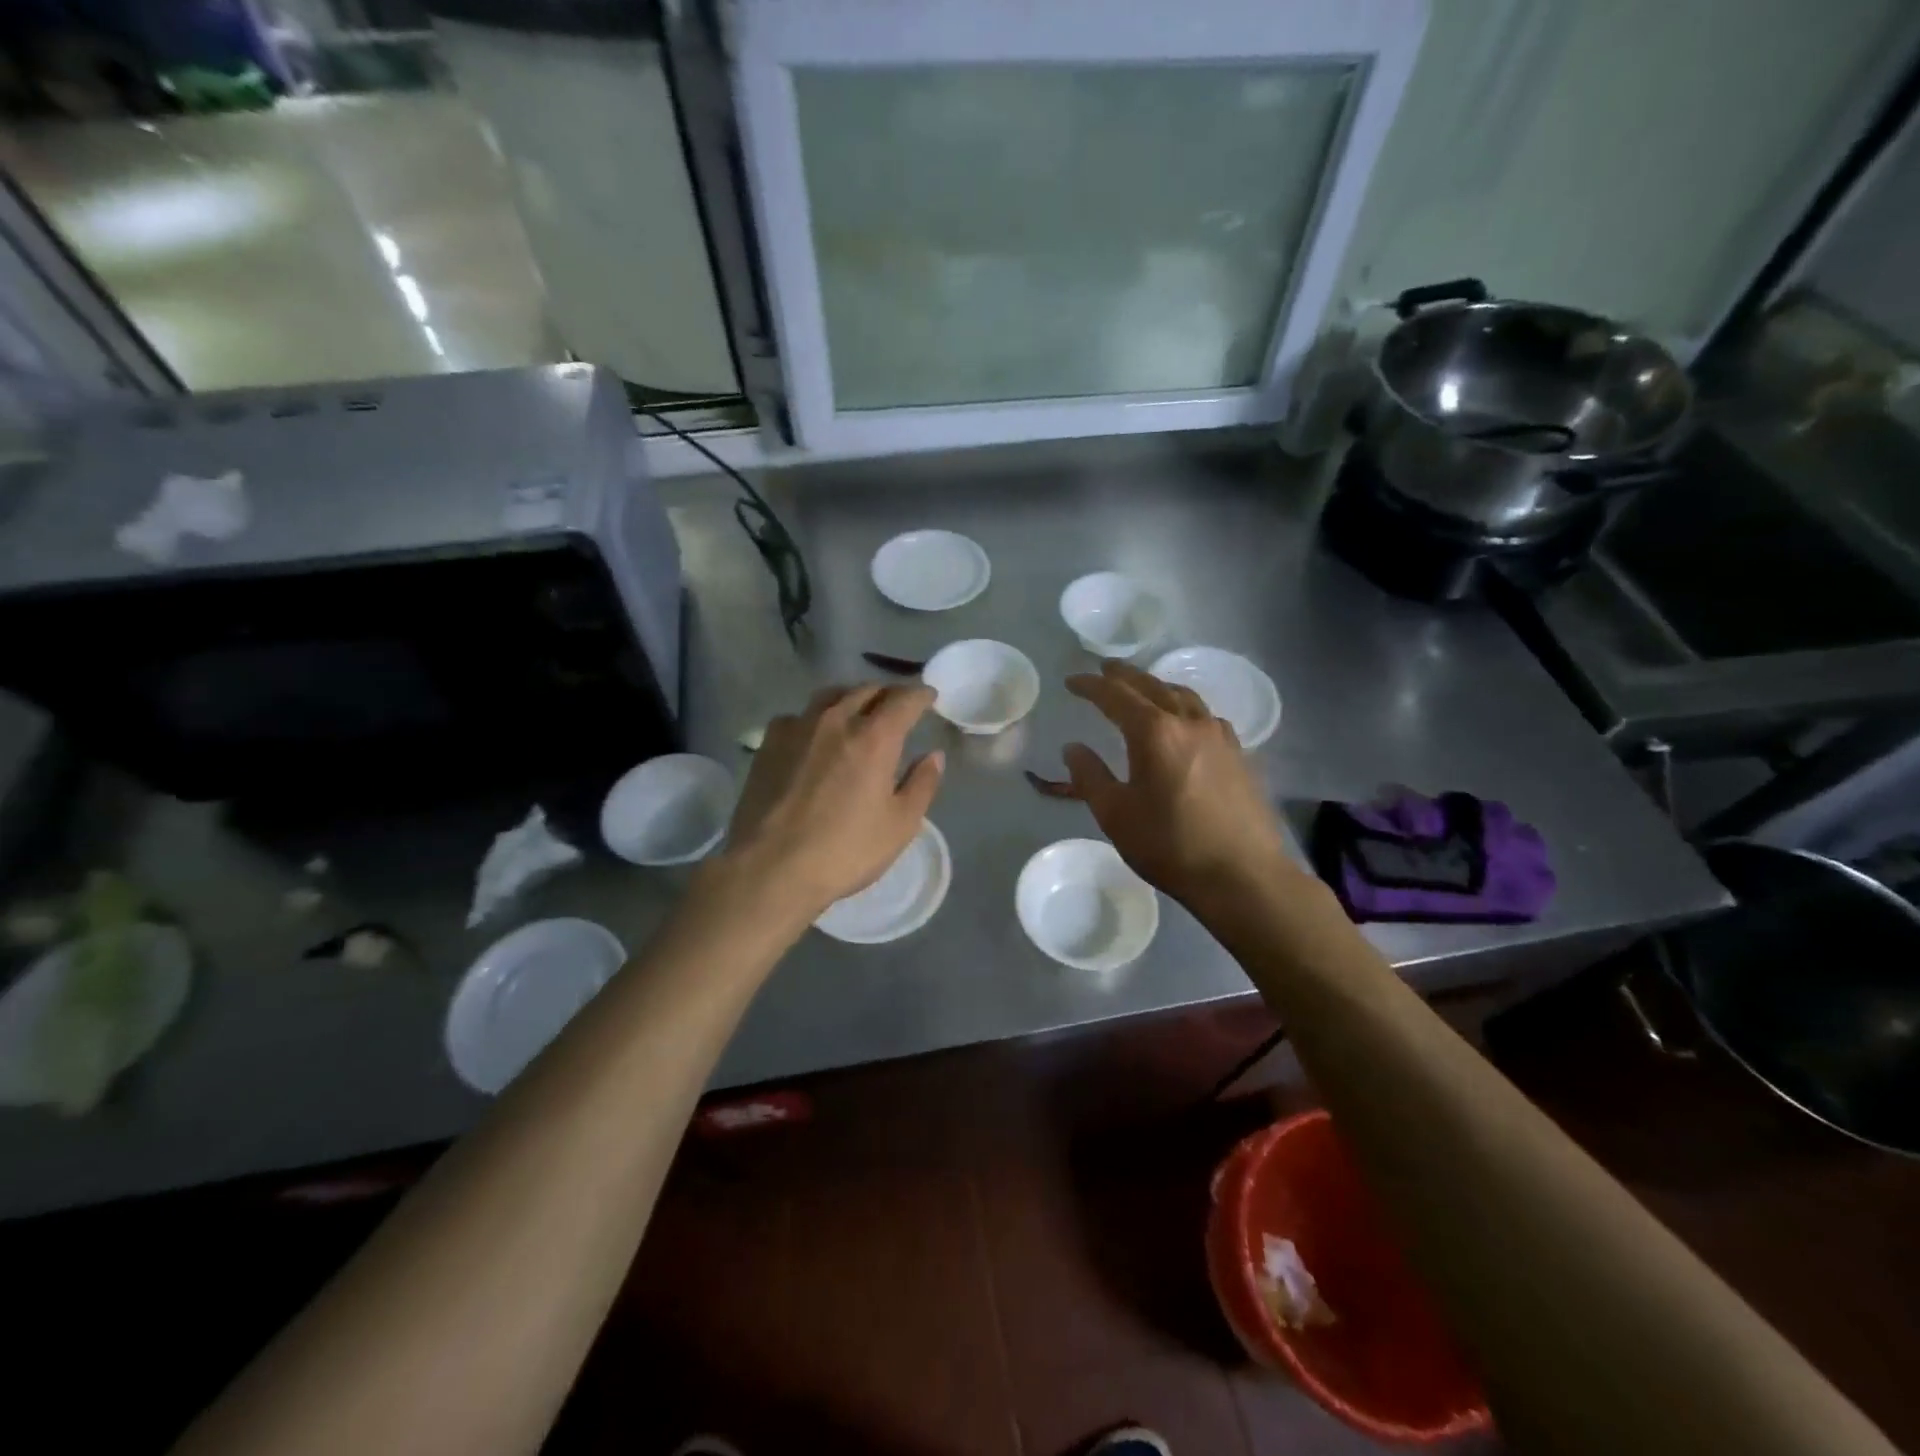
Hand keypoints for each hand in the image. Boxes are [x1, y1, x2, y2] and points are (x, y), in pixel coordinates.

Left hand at [722, 683, 944, 918]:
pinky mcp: (769, 742)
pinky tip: (814, 735)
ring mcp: (798, 727)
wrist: (770, 867)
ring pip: (831, 695)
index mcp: (875, 737)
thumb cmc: (845, 850)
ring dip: (852, 697)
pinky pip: (799, 715)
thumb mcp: (900, 825)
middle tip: (898, 705)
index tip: (929, 696)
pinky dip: (816, 717)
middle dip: (888, 694)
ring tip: (858, 710)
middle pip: (867, 690)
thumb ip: (922, 784)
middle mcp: (837, 719)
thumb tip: (933, 756)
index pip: (904, 700)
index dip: (921, 694)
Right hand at [1061, 660, 1292, 907]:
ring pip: (1184, 696)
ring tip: (1142, 689)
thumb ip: (1090, 776)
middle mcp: (1189, 722)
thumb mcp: (1116, 815)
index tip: (1072, 681)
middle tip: (1104, 669)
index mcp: (1154, 732)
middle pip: (1152, 686)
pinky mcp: (1239, 754)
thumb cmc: (1170, 846)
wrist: (1243, 875)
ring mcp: (1220, 736)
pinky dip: (1183, 706)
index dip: (1091, 686)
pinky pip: (1205, 715)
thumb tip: (1073, 747)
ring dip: (1157, 686)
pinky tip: (1182, 722)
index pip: (1116, 696)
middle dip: (1124, 676)